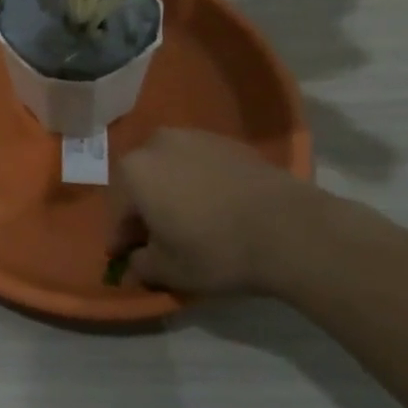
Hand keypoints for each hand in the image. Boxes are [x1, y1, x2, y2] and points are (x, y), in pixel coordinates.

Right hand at [107, 128, 338, 295]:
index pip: (118, 211)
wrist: (289, 228)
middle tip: (160, 239)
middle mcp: (156, 143)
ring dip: (173, 192)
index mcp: (133, 171)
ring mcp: (195, 137)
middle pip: (142, 182)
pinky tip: (219, 208)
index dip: (121, 240)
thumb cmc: (216, 249)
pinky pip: (201, 165)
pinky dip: (202, 184)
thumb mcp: (170, 271)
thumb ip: (141, 265)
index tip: (128, 259)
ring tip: (192, 221)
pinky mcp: (229, 142)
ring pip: (171, 170)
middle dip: (146, 209)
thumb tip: (135, 261)